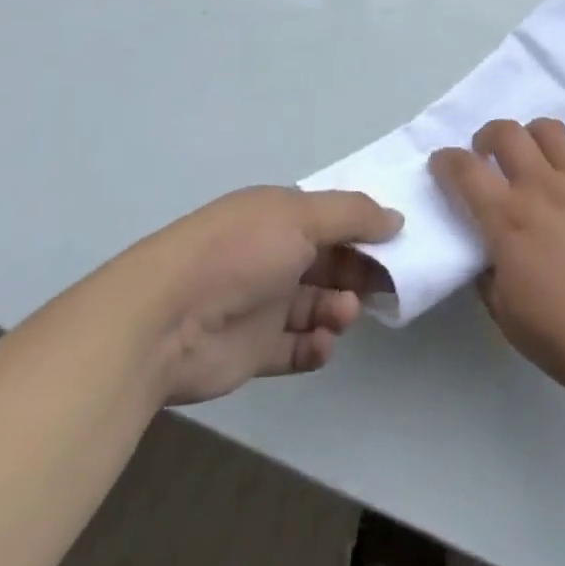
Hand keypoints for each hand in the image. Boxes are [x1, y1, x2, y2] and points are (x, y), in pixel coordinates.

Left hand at [142, 186, 401, 405]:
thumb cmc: (241, 251)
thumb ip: (354, 215)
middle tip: (383, 287)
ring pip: (318, 305)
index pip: (333, 219)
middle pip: (331, 262)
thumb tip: (397, 219)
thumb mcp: (302, 216)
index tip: (398, 246)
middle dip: (359, 272)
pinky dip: (316, 347)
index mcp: (281, 216)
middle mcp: (274, 255)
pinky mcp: (254, 350)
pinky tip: (322, 345)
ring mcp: (263, 303)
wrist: (166, 319)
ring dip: (339, 309)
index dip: (365, 231)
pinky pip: (296, 348)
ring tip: (342, 315)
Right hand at [429, 119, 564, 406]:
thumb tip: (486, 247)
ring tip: (531, 157)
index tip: (441, 163)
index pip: (465, 170)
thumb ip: (487, 272)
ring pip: (549, 129)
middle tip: (486, 155)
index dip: (445, 160)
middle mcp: (542, 188)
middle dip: (487, 136)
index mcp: (509, 220)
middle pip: (507, 132)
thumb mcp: (506, 314)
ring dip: (530, 137)